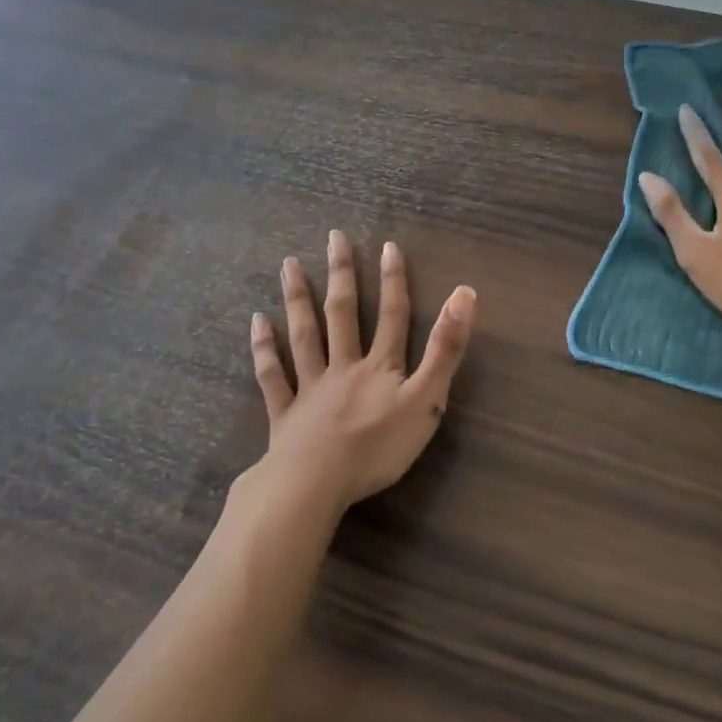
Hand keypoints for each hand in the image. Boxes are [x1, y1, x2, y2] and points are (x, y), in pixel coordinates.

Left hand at [250, 230, 475, 512]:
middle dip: (341, 274)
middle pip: (342, 314)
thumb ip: (445, 349)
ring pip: (304, 335)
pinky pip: (272, 375)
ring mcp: (310, 388)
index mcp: (380, 366)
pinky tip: (257, 323)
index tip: (388, 246)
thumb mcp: (426, 400)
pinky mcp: (285, 414)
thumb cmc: (377, 447)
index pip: (392, 316)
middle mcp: (343, 366)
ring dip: (298, 299)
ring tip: (289, 265)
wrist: (315, 484)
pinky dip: (264, 348)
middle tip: (333, 237)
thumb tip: (464, 293)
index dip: (394, 281)